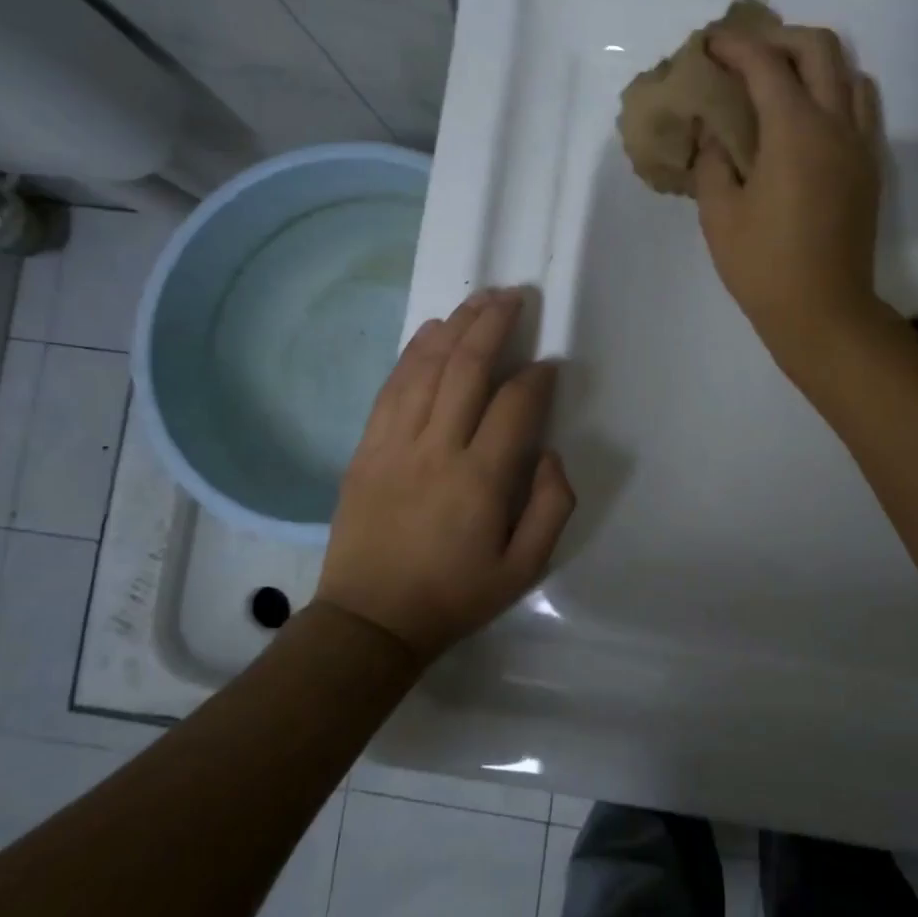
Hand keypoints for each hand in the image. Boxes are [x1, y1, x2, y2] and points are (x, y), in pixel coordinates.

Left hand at [316, 289, 575, 662]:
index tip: (550, 365)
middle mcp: (437, 449)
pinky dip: (413, 352)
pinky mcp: (366, 447)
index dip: (537, 378)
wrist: (371, 620)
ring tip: (480, 300)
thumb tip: (549, 452)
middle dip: (494, 325)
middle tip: (516, 296)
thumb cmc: (455, 596)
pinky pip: (392, 387)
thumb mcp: (524, 569)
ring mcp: (394, 444)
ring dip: (456, 327)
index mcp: (481, 480)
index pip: (515, 406)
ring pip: (427, 367)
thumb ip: (551, 507)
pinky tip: (431, 330)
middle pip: (467, 368)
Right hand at [694, 25, 885, 370]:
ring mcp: (860, 145)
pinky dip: (836, 92)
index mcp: (794, 131)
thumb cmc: (763, 266)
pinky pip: (861, 107)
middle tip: (746, 55)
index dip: (734, 46)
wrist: (824, 311)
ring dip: (814, 62)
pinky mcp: (870, 169)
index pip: (765, 64)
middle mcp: (836, 124)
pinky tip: (808, 117)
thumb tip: (716, 133)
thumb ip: (712, 161)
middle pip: (819, 49)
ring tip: (781, 81)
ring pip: (849, 73)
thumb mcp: (719, 214)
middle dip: (779, 38)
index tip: (710, 45)